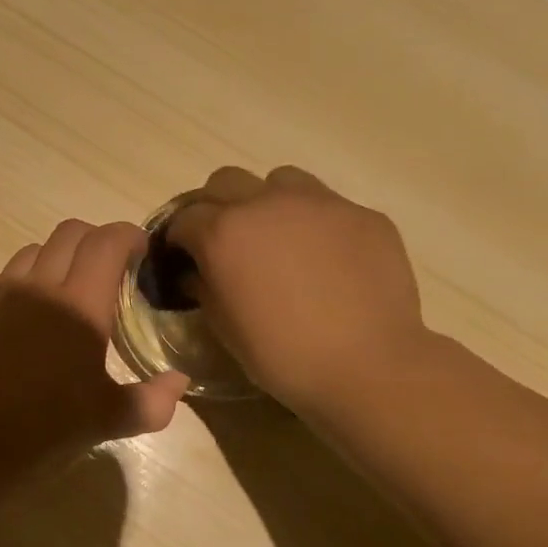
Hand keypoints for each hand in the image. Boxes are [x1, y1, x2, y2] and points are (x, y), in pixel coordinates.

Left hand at [0, 220, 190, 483]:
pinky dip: (16, 281)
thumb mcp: (109, 421)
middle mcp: (39, 286)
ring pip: (32, 250)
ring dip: (55, 258)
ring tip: (64, 289)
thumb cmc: (44, 429)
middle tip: (108, 269)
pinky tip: (19, 310)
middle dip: (95, 240)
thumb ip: (152, 400)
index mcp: (81, 304)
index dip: (129, 236)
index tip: (141, 251)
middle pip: (70, 233)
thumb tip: (179, 381)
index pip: (108, 242)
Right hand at [166, 166, 433, 418]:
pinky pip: (328, 206)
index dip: (179, 237)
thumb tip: (196, 273)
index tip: (182, 257)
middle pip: (226, 181)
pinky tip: (327, 259)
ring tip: (278, 239)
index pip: (185, 217)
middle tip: (225, 242)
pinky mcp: (363, 214)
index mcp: (224, 233)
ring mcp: (320, 203)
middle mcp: (267, 204)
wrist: (368, 366)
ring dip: (268, 202)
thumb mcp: (225, 329)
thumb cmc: (283, 355)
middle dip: (216, 206)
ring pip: (280, 181)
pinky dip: (315, 224)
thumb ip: (204, 289)